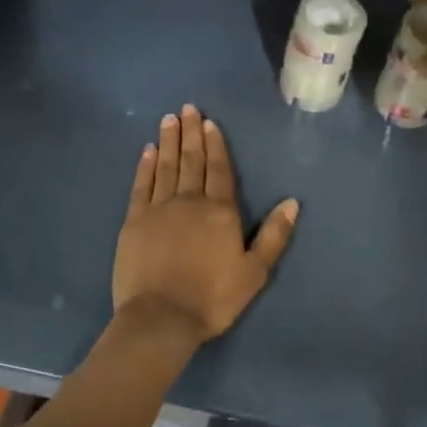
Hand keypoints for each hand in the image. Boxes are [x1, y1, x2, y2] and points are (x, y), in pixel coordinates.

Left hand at [112, 105, 299, 346]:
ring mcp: (158, 209)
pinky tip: (147, 151)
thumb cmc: (212, 298)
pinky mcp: (134, 222)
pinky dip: (144, 166)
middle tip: (187, 108)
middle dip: (190, 133)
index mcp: (220, 211)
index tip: (209, 122)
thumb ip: (274, 236)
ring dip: (168, 141)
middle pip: (191, 160)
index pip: (219, 169)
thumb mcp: (255, 272)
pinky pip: (141, 186)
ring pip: (165, 166)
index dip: (215, 144)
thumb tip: (292, 202)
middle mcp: (190, 201)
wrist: (161, 318)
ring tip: (169, 119)